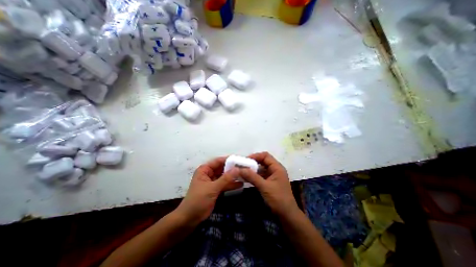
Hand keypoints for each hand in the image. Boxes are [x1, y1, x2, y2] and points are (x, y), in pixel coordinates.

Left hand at [174, 157, 241, 224]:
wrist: (190, 219)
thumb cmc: (198, 200)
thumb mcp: (212, 188)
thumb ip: (225, 179)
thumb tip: (237, 169)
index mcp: (205, 169)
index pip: (218, 161)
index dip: (229, 159)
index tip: (240, 159)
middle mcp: (209, 173)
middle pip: (222, 168)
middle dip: (233, 168)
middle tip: (245, 167)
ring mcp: (213, 181)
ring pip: (225, 176)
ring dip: (233, 176)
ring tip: (245, 175)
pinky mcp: (216, 189)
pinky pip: (225, 184)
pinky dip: (231, 184)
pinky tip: (241, 184)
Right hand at [241, 153, 298, 216]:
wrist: (287, 215)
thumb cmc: (278, 199)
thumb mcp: (264, 187)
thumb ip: (252, 177)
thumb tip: (239, 169)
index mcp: (277, 167)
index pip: (265, 156)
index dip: (255, 156)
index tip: (245, 160)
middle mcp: (275, 169)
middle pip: (263, 161)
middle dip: (253, 162)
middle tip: (242, 165)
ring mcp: (273, 176)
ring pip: (261, 168)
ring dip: (253, 169)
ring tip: (242, 170)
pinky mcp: (270, 182)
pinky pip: (261, 175)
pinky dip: (254, 175)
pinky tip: (247, 177)